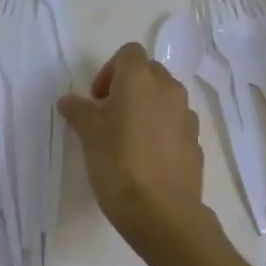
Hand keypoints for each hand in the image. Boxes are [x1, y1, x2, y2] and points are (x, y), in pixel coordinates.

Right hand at [57, 43, 210, 257]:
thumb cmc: (118, 163)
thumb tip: (68, 101)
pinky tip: (147, 159)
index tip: (97, 99)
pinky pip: (176, 124)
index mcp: (140, 79)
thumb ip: (78, 111)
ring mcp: (187, 116)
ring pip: (165, 98)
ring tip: (128, 139)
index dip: (110, 70)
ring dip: (147, 108)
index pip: (129, 53)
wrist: (162, 212)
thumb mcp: (88, 135)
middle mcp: (168, 89)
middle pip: (149, 72)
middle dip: (128, 87)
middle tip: (109, 116)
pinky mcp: (196, 142)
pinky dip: (162, 130)